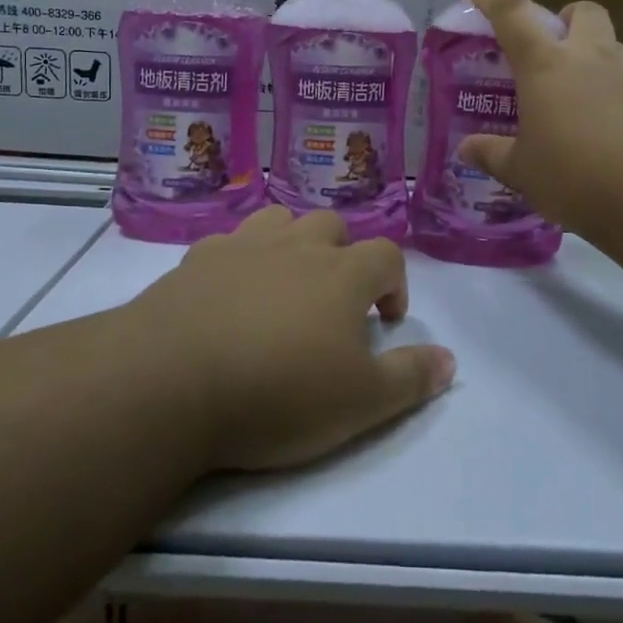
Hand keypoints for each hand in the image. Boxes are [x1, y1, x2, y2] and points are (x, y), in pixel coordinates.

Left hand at [130, 207, 455, 471]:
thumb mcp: (360, 403)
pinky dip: (242, 256)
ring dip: (293, 242)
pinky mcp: (198, 257)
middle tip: (334, 303)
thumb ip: (411, 378)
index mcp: (343, 274)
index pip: (387, 256)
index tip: (385, 320)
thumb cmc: (277, 393)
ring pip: (281, 219)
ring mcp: (244, 245)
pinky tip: (230, 290)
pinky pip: (231, 240)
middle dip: (343, 256)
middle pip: (333, 226)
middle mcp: (298, 245)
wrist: (172, 379)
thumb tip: (450, 359)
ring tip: (286, 283)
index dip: (395, 283)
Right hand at [459, 0, 622, 238]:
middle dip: (566, 19)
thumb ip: (493, 154)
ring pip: (612, 46)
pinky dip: (620, 93)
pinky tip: (614, 130)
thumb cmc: (576, 177)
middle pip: (582, 11)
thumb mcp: (523, 171)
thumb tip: (467, 149)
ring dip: (595, 58)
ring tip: (582, 100)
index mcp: (546, 65)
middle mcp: (590, 56)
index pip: (512, 14)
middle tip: (553, 49)